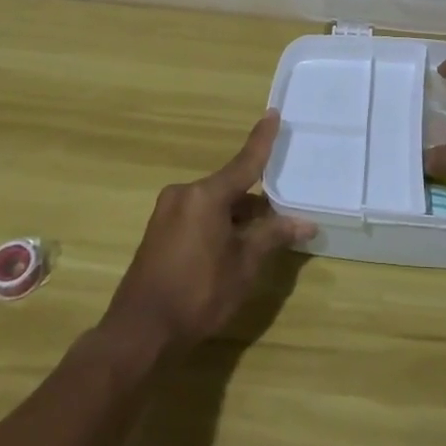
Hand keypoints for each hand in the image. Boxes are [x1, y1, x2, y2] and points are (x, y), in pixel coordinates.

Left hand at [102, 112, 313, 355]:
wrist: (140, 333)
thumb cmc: (198, 294)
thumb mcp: (243, 266)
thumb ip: (273, 236)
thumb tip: (306, 223)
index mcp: (205, 195)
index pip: (244, 162)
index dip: (262, 140)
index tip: (273, 113)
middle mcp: (184, 194)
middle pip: (230, 187)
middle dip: (256, 200)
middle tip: (284, 210)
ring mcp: (167, 213)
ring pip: (214, 205)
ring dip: (238, 216)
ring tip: (263, 235)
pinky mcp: (159, 232)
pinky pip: (198, 217)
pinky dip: (219, 224)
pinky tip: (233, 246)